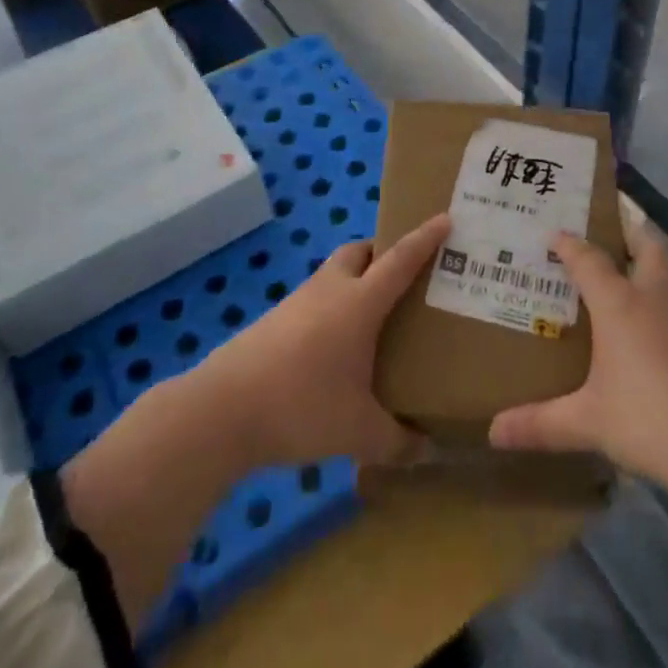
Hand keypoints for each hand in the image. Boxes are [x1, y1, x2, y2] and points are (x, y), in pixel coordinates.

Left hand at [193, 214, 449, 469]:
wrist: (222, 410)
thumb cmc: (302, 406)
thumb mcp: (359, 432)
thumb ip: (398, 441)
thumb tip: (426, 449)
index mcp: (359, 303)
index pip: (400, 260)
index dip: (424, 238)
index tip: (444, 218)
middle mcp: (329, 290)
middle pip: (359, 252)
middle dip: (382, 252)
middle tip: (404, 277)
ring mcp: (297, 303)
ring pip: (334, 275)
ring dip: (355, 281)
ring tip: (374, 316)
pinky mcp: (274, 322)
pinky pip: (315, 300)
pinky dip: (332, 308)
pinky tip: (336, 347)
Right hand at [488, 214, 667, 493]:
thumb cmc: (651, 421)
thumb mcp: (589, 423)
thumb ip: (541, 424)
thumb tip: (493, 433)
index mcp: (619, 304)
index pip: (588, 260)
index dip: (570, 245)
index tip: (556, 235)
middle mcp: (656, 298)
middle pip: (648, 246)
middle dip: (631, 233)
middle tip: (613, 234)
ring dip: (656, 273)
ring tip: (637, 289)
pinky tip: (666, 339)